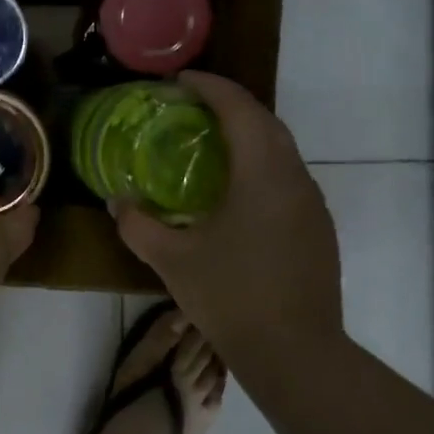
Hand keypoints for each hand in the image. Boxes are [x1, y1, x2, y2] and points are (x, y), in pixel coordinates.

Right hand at [112, 71, 343, 356]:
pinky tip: (236, 190)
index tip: (180, 80)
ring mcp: (312, 204)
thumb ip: (137, 224)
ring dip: (248, 134)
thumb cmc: (231, 297)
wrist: (296, 353)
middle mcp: (295, 178)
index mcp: (262, 174)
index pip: (239, 109)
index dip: (210, 86)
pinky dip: (261, 164)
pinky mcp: (318, 228)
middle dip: (230, 104)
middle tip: (191, 107)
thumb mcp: (171, 259)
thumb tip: (116, 201)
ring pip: (281, 149)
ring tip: (210, 142)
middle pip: (266, 121)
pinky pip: (288, 176)